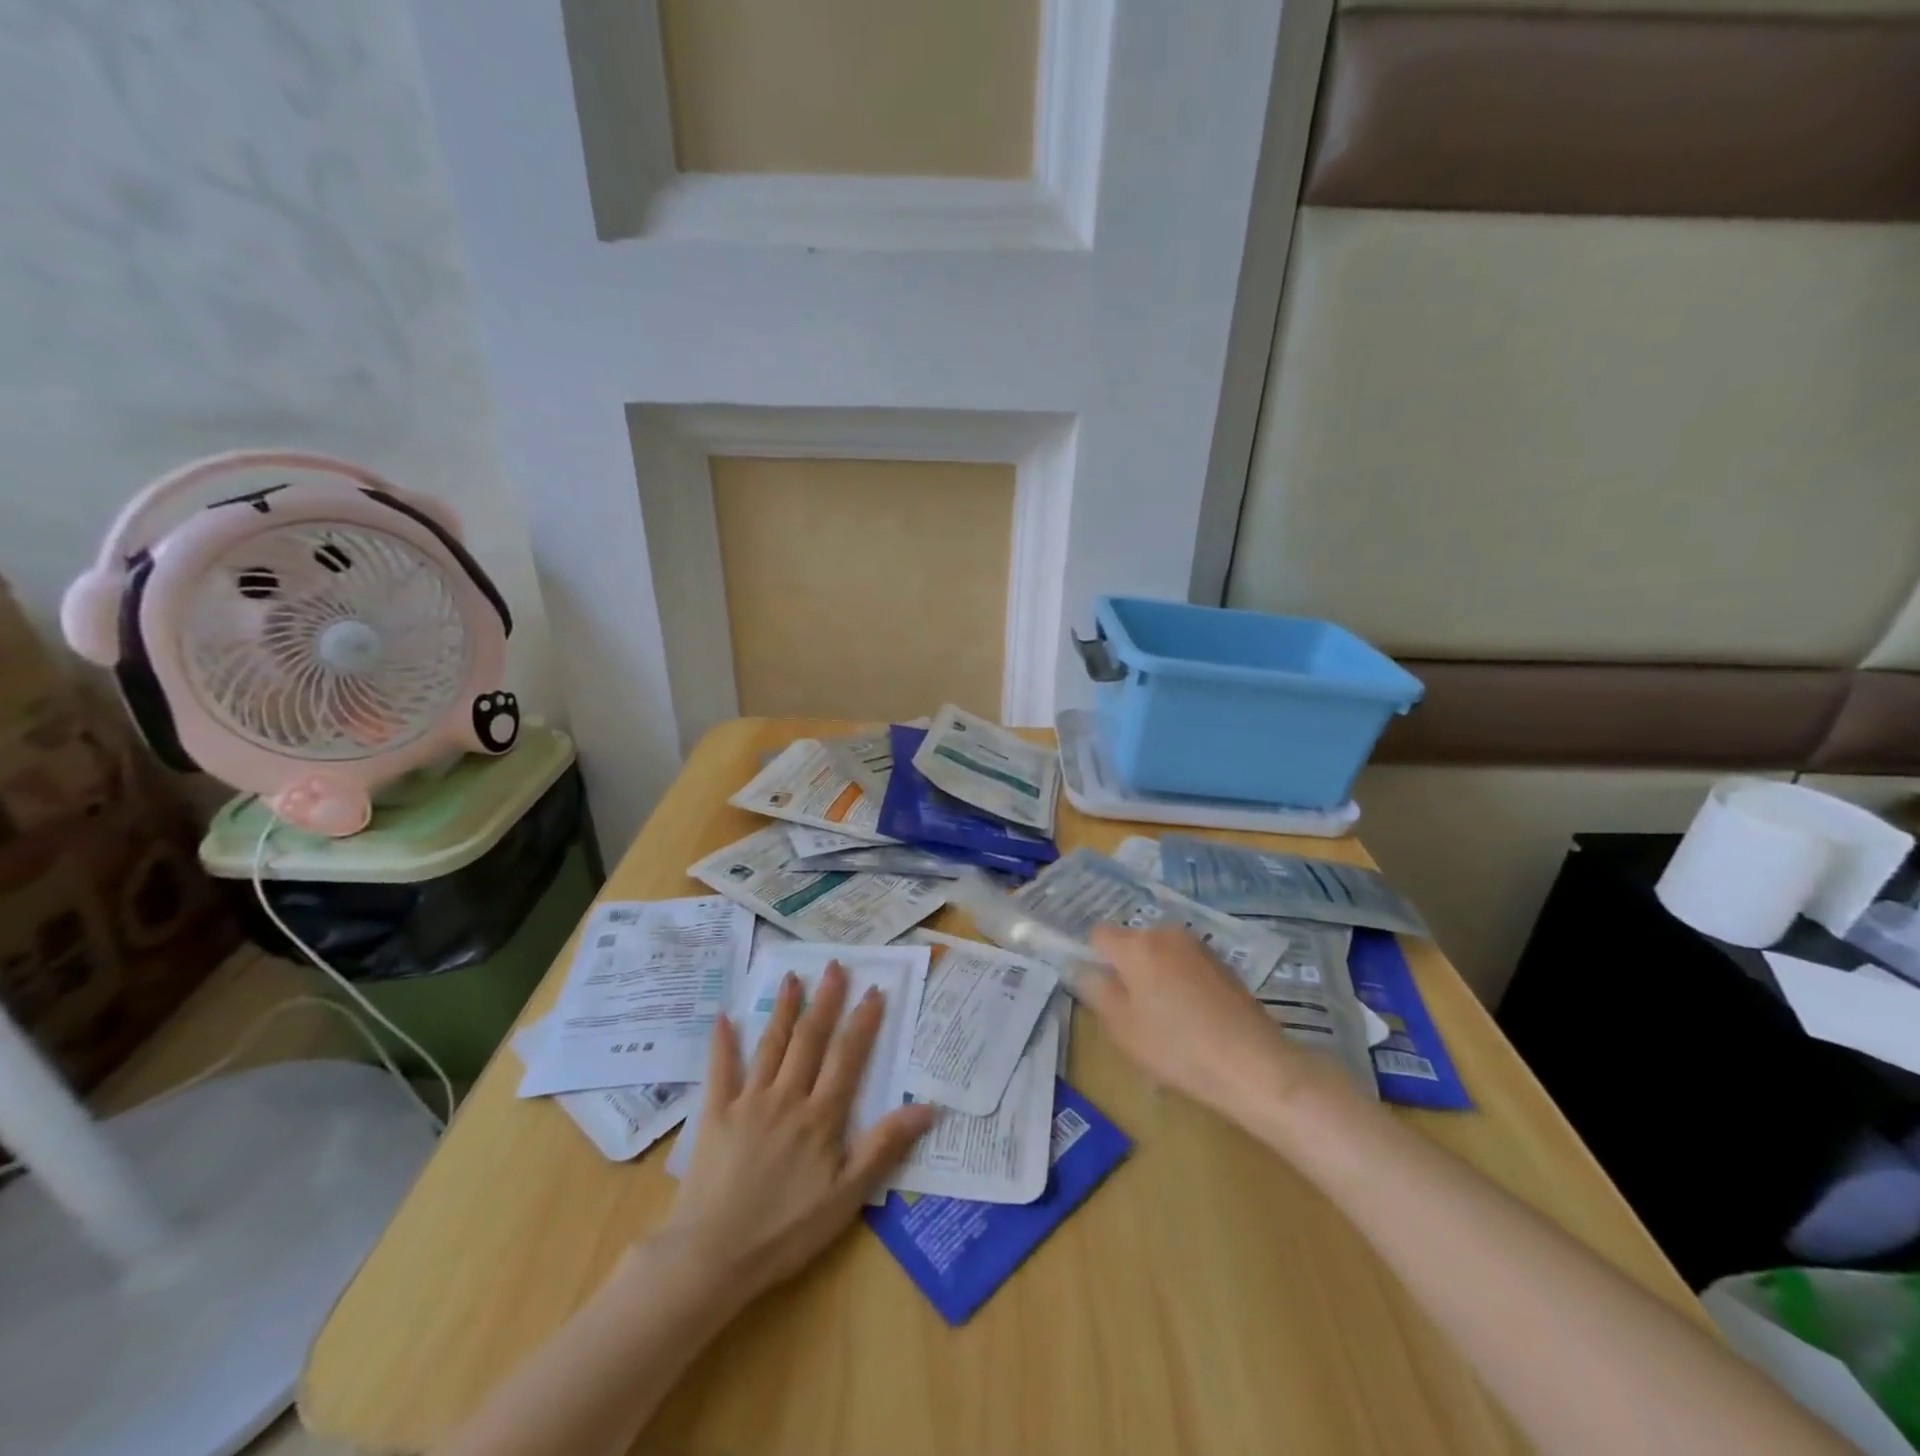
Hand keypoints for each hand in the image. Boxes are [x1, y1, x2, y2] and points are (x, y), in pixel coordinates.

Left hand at [660, 963, 934, 1305]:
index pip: (847, 1057)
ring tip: (793, 977)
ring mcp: (748, 1102)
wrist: (712, 1257)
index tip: (873, 990)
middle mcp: (787, 1097)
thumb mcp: (846, 1197)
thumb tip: (926, 1107)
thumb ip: (883, 1147)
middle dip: (826, 1000)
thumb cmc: (785, 1231)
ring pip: (771, 1044)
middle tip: (835, 965)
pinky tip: (723, 1017)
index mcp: (821, 1116)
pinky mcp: (716, 1114)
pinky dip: (723, 1043)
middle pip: (810, 1039)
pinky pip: (721, 1070)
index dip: (862, 1022)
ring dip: (784, 1009)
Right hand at [1084, 925, 1335, 1117]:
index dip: (1093, 959)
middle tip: (1130, 1012)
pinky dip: (1179, 983)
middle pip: (1131, 943)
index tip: (1099, 991)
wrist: (1255, 1065)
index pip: (1098, 935)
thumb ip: (1097, 992)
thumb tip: (1084, 970)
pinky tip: (1191, 1019)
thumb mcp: (1122, 1028)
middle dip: (1125, 969)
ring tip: (1163, 1020)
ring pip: (1159, 954)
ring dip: (1153, 976)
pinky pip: (1184, 965)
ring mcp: (1198, 947)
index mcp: (1137, 945)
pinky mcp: (1222, 964)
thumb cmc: (1177, 1048)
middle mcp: (1166, 934)